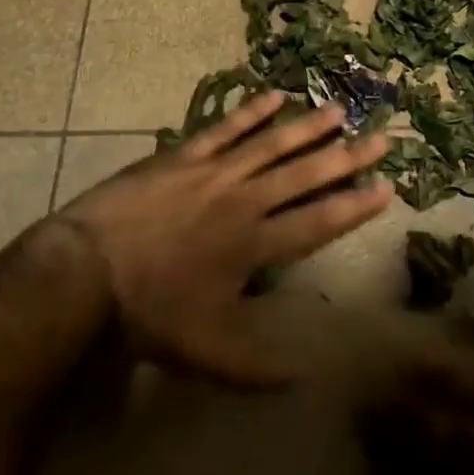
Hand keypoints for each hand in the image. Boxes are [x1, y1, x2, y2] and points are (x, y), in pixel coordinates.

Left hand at [53, 91, 391, 385]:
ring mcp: (215, 172)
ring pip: (272, 144)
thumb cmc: (149, 314)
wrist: (86, 273)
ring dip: (307, 128)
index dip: (355, 205)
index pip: (318, 221)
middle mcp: (245, 201)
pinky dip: (251, 112)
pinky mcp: (185, 155)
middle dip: (346, 157)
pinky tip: (275, 96)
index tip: (387, 187)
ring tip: (339, 111)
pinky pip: (225, 128)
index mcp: (255, 245)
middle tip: (380, 138)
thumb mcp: (205, 353)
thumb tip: (306, 378)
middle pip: (305, 175)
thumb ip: (257, 369)